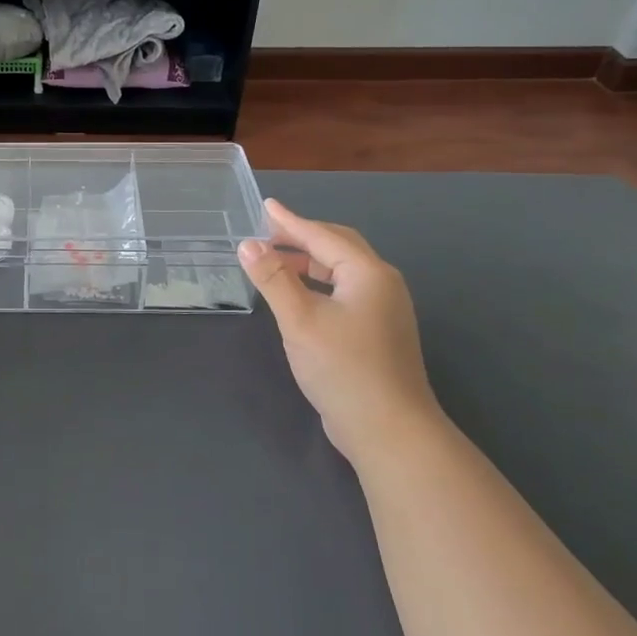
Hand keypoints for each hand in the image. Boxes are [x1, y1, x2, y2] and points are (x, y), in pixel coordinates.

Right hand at [239, 198, 445, 467]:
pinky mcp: (378, 333)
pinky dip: (318, 285)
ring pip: (342, 272)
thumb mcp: (300, 319)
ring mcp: (384, 310)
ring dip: (308, 262)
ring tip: (275, 263)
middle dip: (302, 238)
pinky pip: (344, 292)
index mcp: (368, 273)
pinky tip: (299, 298)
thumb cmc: (343, 368)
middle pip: (338, 248)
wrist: (388, 429)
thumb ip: (273, 279)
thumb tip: (248, 244)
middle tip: (267, 233)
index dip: (291, 222)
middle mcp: (382, 284)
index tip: (266, 206)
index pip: (323, 236)